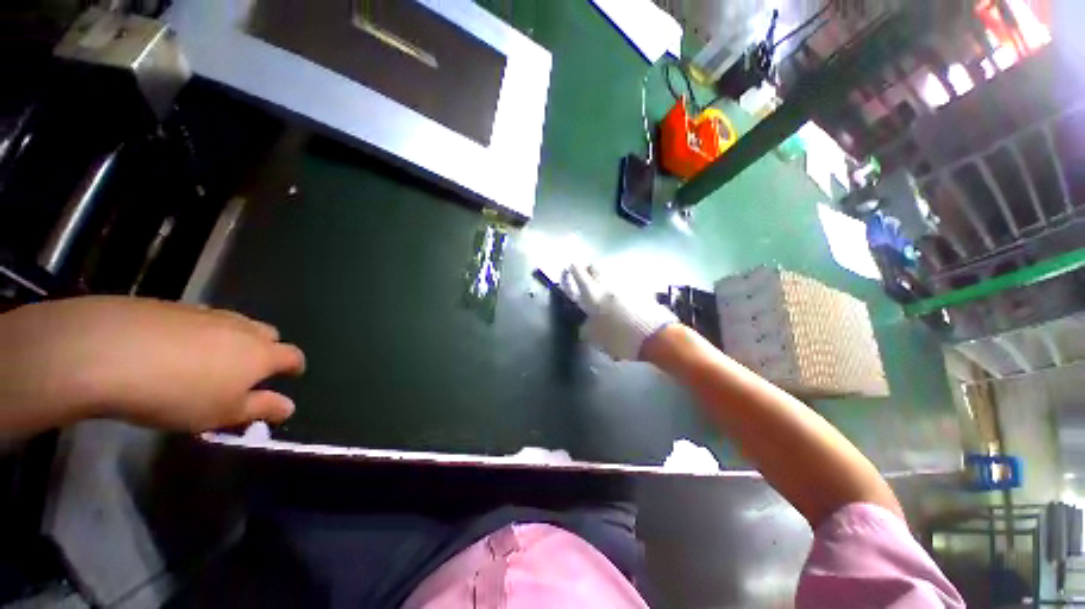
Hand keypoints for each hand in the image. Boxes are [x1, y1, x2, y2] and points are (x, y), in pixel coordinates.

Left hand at [0, 296, 304, 433]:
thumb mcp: (221, 414)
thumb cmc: (178, 394)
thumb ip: (260, 409)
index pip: (292, 356)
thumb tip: (289, 407)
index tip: (292, 375)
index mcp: (261, 354)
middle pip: (267, 334)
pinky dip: (199, 332)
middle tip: (248, 369)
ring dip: (233, 339)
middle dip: (266, 349)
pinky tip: (174, 348)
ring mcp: (207, 313)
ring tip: (209, 360)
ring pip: (234, 324)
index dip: (295, 366)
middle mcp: (242, 328)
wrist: (109, 353)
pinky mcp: (174, 306)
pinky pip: (200, 319)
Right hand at [561, 264, 676, 359]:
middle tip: (587, 275)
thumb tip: (586, 325)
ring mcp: (626, 285)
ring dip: (606, 276)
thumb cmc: (619, 338)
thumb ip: (587, 329)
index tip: (571, 266)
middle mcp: (608, 285)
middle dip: (590, 268)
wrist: (655, 336)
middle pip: (596, 267)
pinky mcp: (642, 289)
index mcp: (593, 295)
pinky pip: (626, 283)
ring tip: (605, 285)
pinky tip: (623, 295)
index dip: (574, 269)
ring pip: (612, 273)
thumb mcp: (596, 338)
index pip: (579, 275)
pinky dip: (621, 285)